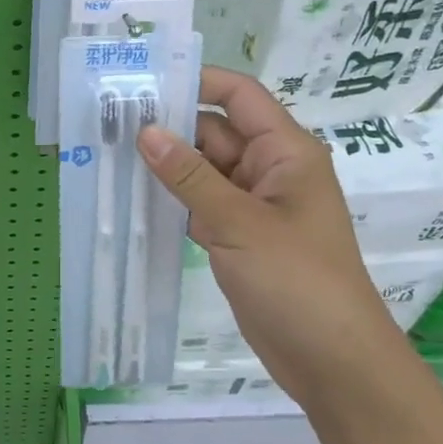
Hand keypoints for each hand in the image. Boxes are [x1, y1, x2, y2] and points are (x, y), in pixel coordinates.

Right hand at [136, 67, 411, 403]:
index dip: (197, 82)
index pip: (239, 97)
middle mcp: (269, 170)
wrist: (333, 362)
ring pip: (202, 172)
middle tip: (109, 123)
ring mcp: (252, 206)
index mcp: (285, 152)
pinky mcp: (237, 238)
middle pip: (214, 132)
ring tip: (110, 155)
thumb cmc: (297, 281)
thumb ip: (189, 176)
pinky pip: (199, 206)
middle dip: (169, 127)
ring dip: (165, 167)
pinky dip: (172, 202)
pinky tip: (131, 199)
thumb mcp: (239, 223)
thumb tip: (145, 131)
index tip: (144, 81)